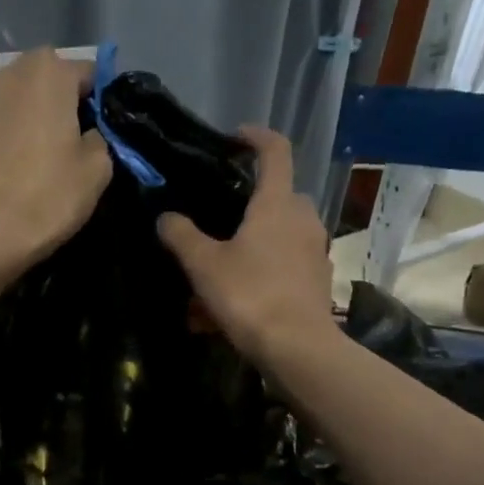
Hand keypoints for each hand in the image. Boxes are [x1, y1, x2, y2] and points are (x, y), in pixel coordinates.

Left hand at [0, 48, 114, 268]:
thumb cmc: (48, 196)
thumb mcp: (97, 168)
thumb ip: (99, 138)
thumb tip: (88, 135)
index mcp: (47, 72)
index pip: (88, 73)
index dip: (100, 102)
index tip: (104, 133)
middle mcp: (9, 75)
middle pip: (48, 81)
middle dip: (63, 104)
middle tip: (76, 142)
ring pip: (20, 103)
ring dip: (35, 120)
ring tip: (46, 157)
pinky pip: (0, 127)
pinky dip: (11, 139)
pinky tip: (18, 171)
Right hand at [157, 125, 332, 363]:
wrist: (297, 347)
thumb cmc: (249, 295)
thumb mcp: (204, 265)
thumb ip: (182, 236)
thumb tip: (166, 216)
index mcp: (277, 204)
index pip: (275, 151)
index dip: (256, 137)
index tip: (235, 137)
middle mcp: (303, 219)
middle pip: (279, 196)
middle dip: (252, 202)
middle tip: (221, 218)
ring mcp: (315, 250)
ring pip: (282, 233)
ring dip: (254, 242)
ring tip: (220, 270)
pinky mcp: (318, 279)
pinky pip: (286, 264)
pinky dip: (263, 272)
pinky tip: (236, 301)